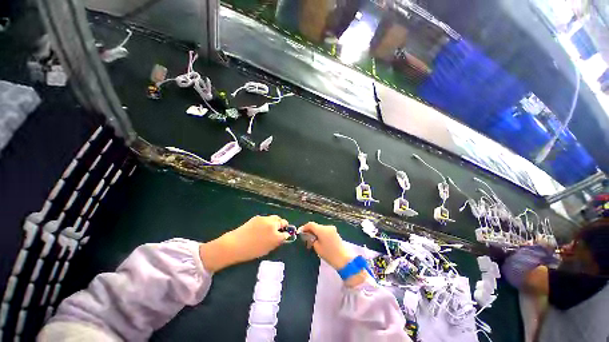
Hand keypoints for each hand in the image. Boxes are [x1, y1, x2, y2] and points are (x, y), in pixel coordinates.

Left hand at [200, 215, 289, 271]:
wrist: (234, 245)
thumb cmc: (251, 251)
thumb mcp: (267, 249)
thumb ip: (276, 242)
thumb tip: (282, 237)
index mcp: (276, 235)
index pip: (286, 233)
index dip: (286, 235)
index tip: (284, 236)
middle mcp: (272, 225)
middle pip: (282, 221)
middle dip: (282, 225)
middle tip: (278, 231)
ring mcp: (265, 219)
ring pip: (275, 218)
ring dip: (275, 222)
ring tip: (269, 229)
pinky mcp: (258, 217)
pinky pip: (266, 218)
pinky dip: (267, 222)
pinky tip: (260, 228)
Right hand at [299, 222, 355, 269]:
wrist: (343, 259)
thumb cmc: (329, 254)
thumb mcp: (317, 247)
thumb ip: (311, 239)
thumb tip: (308, 235)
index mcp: (322, 229)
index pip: (310, 224)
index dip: (304, 227)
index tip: (299, 232)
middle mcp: (327, 226)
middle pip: (315, 226)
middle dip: (309, 230)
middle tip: (305, 238)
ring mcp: (332, 229)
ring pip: (320, 228)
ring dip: (315, 232)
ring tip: (311, 241)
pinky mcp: (335, 232)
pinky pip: (325, 231)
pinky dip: (320, 234)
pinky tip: (318, 240)